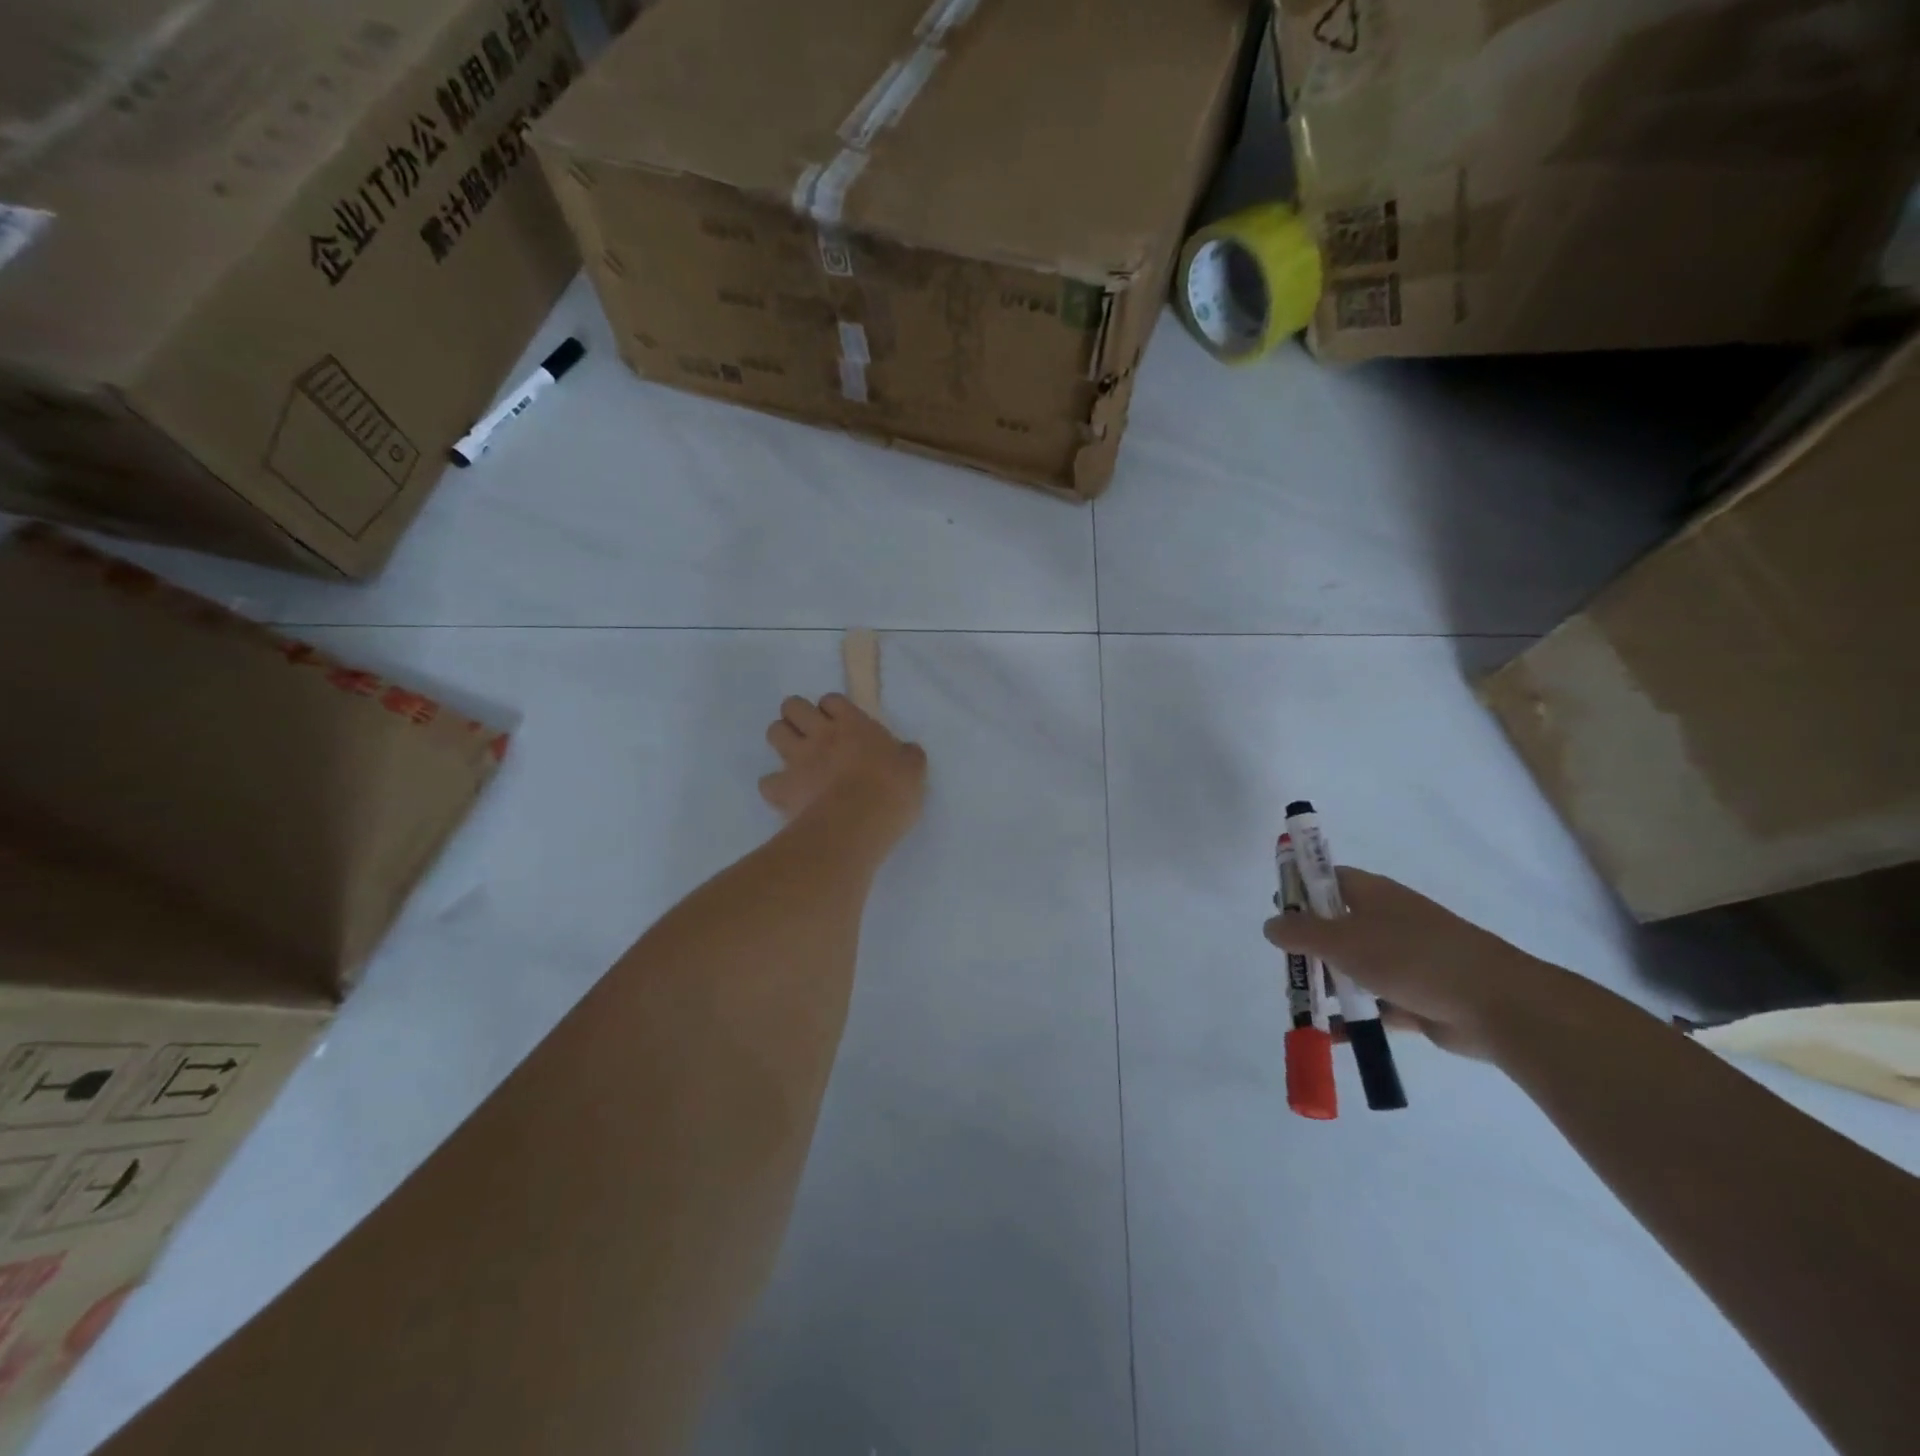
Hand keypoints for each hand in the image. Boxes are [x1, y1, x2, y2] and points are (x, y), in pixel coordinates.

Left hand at [760, 693, 926, 847]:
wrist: (857, 822)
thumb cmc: (892, 791)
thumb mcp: (914, 769)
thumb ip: (907, 755)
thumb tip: (906, 752)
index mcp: (853, 725)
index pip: (831, 700)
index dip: (832, 709)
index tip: (840, 723)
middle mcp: (821, 735)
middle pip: (793, 706)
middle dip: (797, 715)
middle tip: (810, 733)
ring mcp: (798, 759)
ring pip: (774, 732)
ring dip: (782, 740)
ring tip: (795, 756)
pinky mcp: (783, 788)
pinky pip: (767, 782)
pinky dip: (774, 786)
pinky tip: (786, 795)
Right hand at [1263, 868, 1558, 1061]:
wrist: (1496, 1004)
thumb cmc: (1411, 957)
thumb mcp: (1343, 940)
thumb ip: (1300, 932)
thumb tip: (1271, 925)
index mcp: (1372, 893)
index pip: (1327, 879)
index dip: (1300, 891)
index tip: (1278, 914)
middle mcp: (1386, 920)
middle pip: (1335, 926)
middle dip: (1308, 948)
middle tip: (1288, 969)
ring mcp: (1404, 958)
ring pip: (1354, 966)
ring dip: (1330, 984)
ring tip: (1303, 1006)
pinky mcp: (1417, 995)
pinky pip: (1375, 1003)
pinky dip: (1355, 1016)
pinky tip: (1332, 1034)